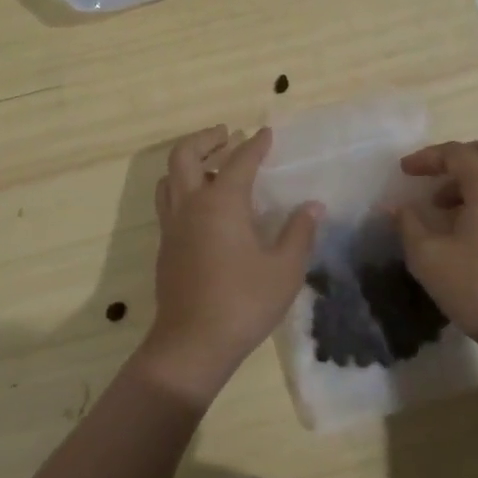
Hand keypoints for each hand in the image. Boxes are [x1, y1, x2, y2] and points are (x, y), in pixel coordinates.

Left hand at [137, 125, 321, 405]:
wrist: (191, 344)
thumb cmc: (243, 303)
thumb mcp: (284, 269)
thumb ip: (299, 232)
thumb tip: (312, 206)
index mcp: (222, 202)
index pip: (240, 160)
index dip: (255, 144)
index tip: (266, 133)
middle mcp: (191, 204)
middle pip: (185, 155)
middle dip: (206, 138)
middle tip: (226, 135)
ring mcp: (173, 226)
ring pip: (169, 177)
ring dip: (189, 162)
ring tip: (211, 165)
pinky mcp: (165, 246)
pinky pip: (168, 201)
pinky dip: (183, 188)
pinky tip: (203, 207)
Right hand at [396, 139, 477, 362]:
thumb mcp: (428, 257)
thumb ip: (407, 224)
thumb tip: (394, 207)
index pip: (456, 153)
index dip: (426, 158)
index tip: (403, 172)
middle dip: (457, 157)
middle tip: (432, 175)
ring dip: (471, 179)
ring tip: (442, 206)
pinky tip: (464, 227)